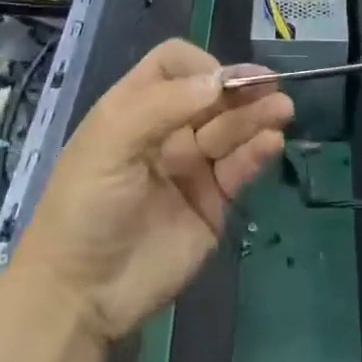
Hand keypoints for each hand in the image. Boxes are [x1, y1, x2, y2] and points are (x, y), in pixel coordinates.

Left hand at [12, 39, 292, 344]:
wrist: (79, 295)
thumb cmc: (85, 205)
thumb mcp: (111, 142)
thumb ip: (163, 105)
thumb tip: (218, 79)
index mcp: (136, 107)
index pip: (175, 65)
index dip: (199, 65)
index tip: (217, 81)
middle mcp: (168, 129)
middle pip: (212, 94)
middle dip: (239, 87)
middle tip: (271, 86)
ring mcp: (192, 166)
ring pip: (231, 128)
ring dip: (257, 115)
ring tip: (282, 109)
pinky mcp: (212, 203)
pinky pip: (239, 168)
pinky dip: (257, 152)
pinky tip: (272, 142)